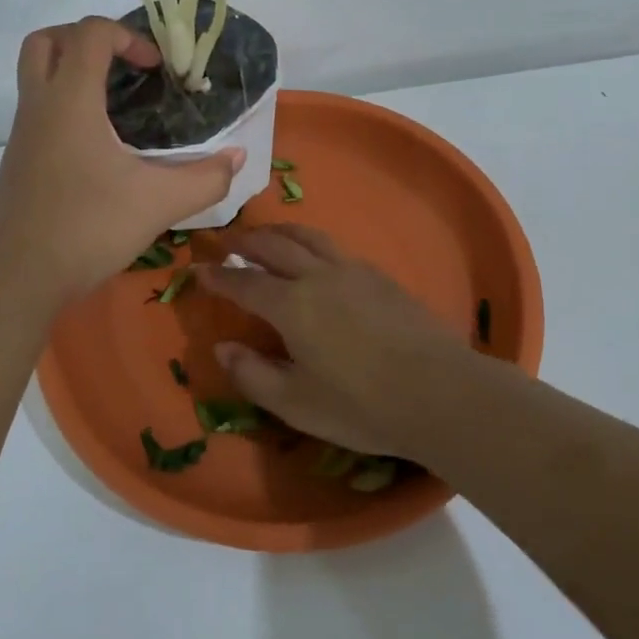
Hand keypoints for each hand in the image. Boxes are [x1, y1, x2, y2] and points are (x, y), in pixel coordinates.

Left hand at [0, 18, 242, 310]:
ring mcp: (22, 136)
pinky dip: (67, 108)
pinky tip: (101, 149)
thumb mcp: (159, 203)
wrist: (16, 278)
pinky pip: (39, 112)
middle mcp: (39, 107)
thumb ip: (206, 178)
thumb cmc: (87, 228)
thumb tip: (237, 158)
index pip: (89, 34)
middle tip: (122, 66)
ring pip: (37, 77)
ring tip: (119, 106)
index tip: (156, 68)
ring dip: (74, 74)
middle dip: (85, 39)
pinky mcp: (18, 163)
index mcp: (70, 101)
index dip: (128, 36)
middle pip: (46, 41)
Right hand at [195, 225, 483, 459]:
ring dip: (281, 233)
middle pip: (275, 247)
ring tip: (267, 235)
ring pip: (309, 238)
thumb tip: (223, 347)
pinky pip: (337, 249)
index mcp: (291, 305)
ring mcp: (354, 272)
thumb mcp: (295, 403)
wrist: (439, 392)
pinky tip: (318, 258)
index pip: (244, 283)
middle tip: (227, 242)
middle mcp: (318, 277)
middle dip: (246, 242)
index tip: (198, 269)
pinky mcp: (382, 278)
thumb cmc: (360, 405)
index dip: (218, 276)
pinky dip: (313, 244)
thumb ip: (252, 374)